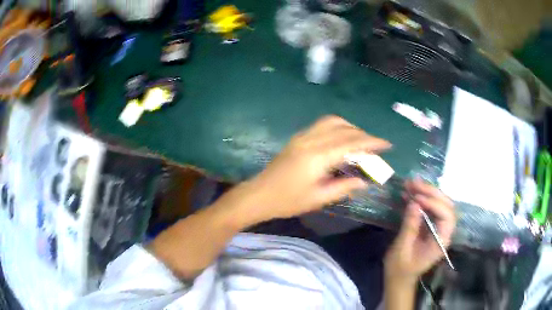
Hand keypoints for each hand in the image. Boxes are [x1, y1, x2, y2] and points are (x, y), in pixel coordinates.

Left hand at [227, 115, 390, 226]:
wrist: (259, 195)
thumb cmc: (288, 201)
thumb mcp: (319, 198)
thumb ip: (344, 186)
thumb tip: (365, 181)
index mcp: (318, 156)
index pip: (351, 143)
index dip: (371, 142)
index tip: (387, 144)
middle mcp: (311, 140)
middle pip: (343, 128)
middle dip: (363, 135)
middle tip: (376, 147)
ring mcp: (302, 136)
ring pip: (332, 122)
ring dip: (350, 128)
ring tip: (361, 142)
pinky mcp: (298, 138)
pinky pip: (322, 125)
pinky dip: (337, 128)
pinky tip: (342, 140)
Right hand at [384, 179, 455, 284]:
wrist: (399, 278)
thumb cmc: (400, 269)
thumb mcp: (401, 250)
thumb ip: (409, 227)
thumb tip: (414, 203)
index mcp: (441, 241)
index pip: (447, 216)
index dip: (435, 204)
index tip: (417, 199)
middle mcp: (443, 231)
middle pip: (445, 205)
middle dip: (431, 192)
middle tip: (413, 183)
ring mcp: (437, 227)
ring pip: (438, 203)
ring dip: (425, 192)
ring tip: (409, 183)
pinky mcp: (430, 225)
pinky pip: (429, 207)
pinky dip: (420, 198)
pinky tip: (408, 192)